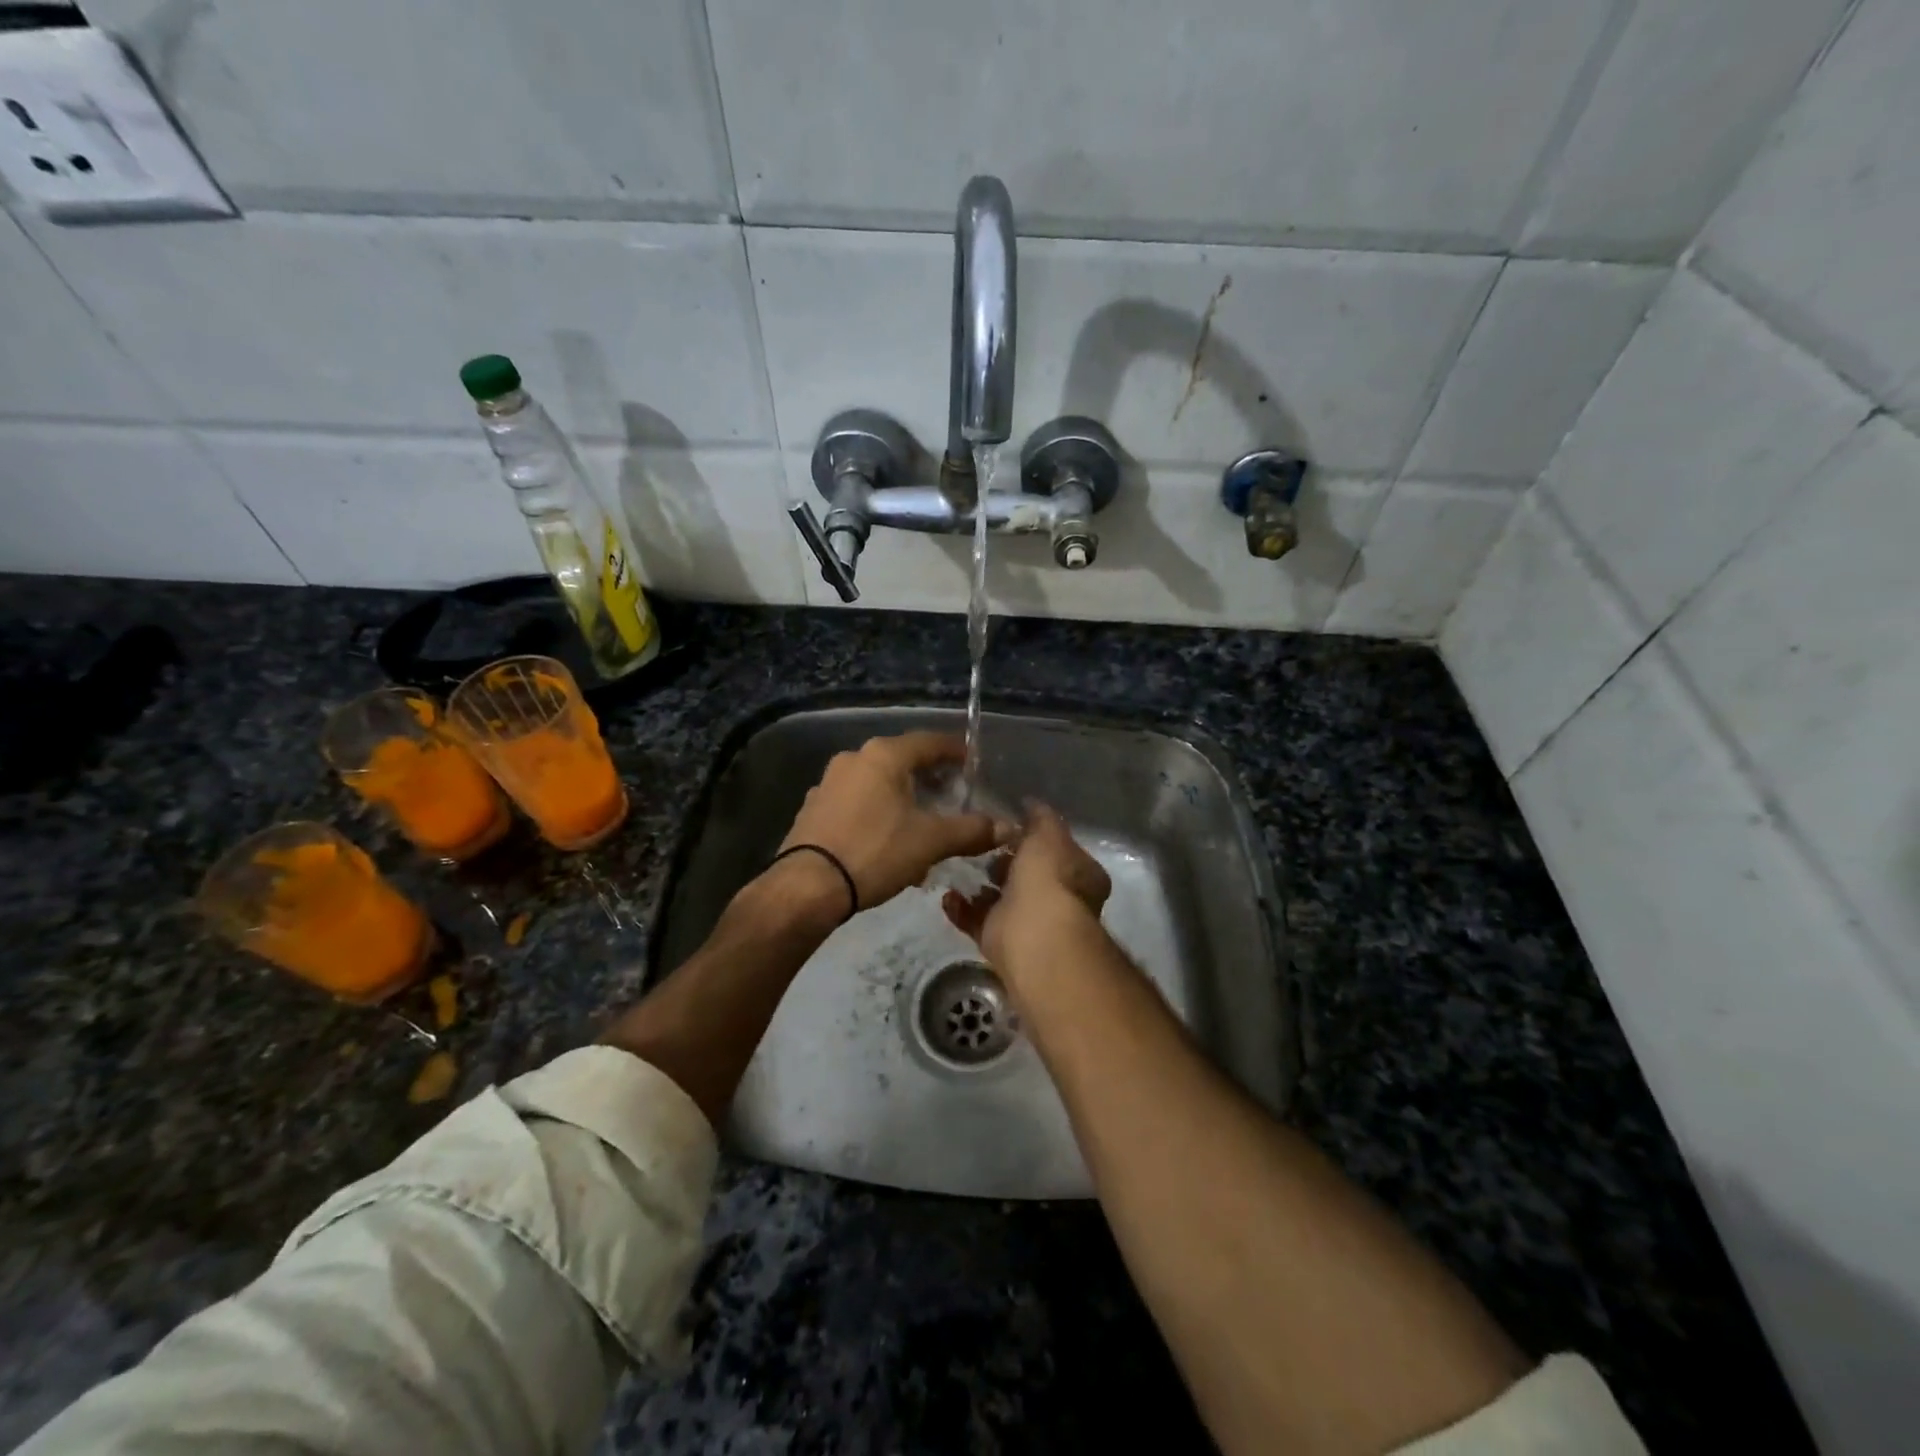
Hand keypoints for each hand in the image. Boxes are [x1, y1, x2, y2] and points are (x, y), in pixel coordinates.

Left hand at [780, 732, 1010, 911]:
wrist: (808, 886)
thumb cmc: (875, 852)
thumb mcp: (931, 841)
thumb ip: (972, 830)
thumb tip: (1008, 827)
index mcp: (884, 756)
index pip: (929, 742)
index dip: (955, 751)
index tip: (973, 762)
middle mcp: (854, 759)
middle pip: (901, 760)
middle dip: (929, 777)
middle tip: (952, 794)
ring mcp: (828, 783)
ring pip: (878, 782)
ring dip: (902, 797)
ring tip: (922, 821)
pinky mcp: (814, 808)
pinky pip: (857, 801)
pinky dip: (878, 812)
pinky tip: (888, 839)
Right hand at [943, 803, 1110, 973]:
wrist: (1034, 934)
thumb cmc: (1049, 877)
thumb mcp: (1048, 834)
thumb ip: (1040, 818)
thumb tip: (1031, 804)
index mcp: (1079, 875)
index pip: (1058, 851)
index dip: (1035, 838)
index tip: (1010, 826)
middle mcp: (1058, 900)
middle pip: (1027, 876)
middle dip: (1003, 862)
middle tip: (980, 844)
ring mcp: (1028, 922)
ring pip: (999, 899)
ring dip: (979, 885)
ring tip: (956, 864)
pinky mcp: (999, 940)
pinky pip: (976, 920)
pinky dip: (961, 908)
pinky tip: (948, 894)